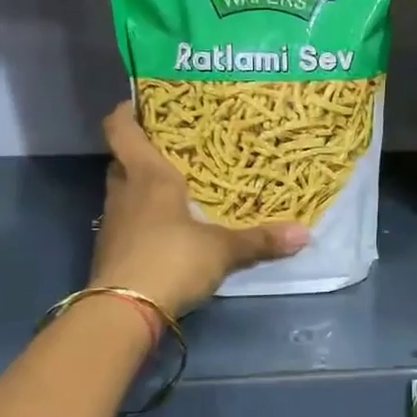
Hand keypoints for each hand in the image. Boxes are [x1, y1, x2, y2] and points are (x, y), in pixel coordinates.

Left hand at [90, 101, 309, 317]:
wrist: (123, 312)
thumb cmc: (171, 260)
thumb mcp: (222, 250)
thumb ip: (260, 240)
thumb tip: (305, 234)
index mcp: (148, 177)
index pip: (121, 130)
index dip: (126, 113)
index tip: (140, 103)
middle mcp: (125, 193)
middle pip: (122, 161)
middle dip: (141, 153)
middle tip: (172, 149)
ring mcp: (113, 224)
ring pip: (123, 192)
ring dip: (140, 187)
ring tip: (174, 186)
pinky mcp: (111, 251)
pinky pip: (126, 222)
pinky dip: (141, 219)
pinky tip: (166, 229)